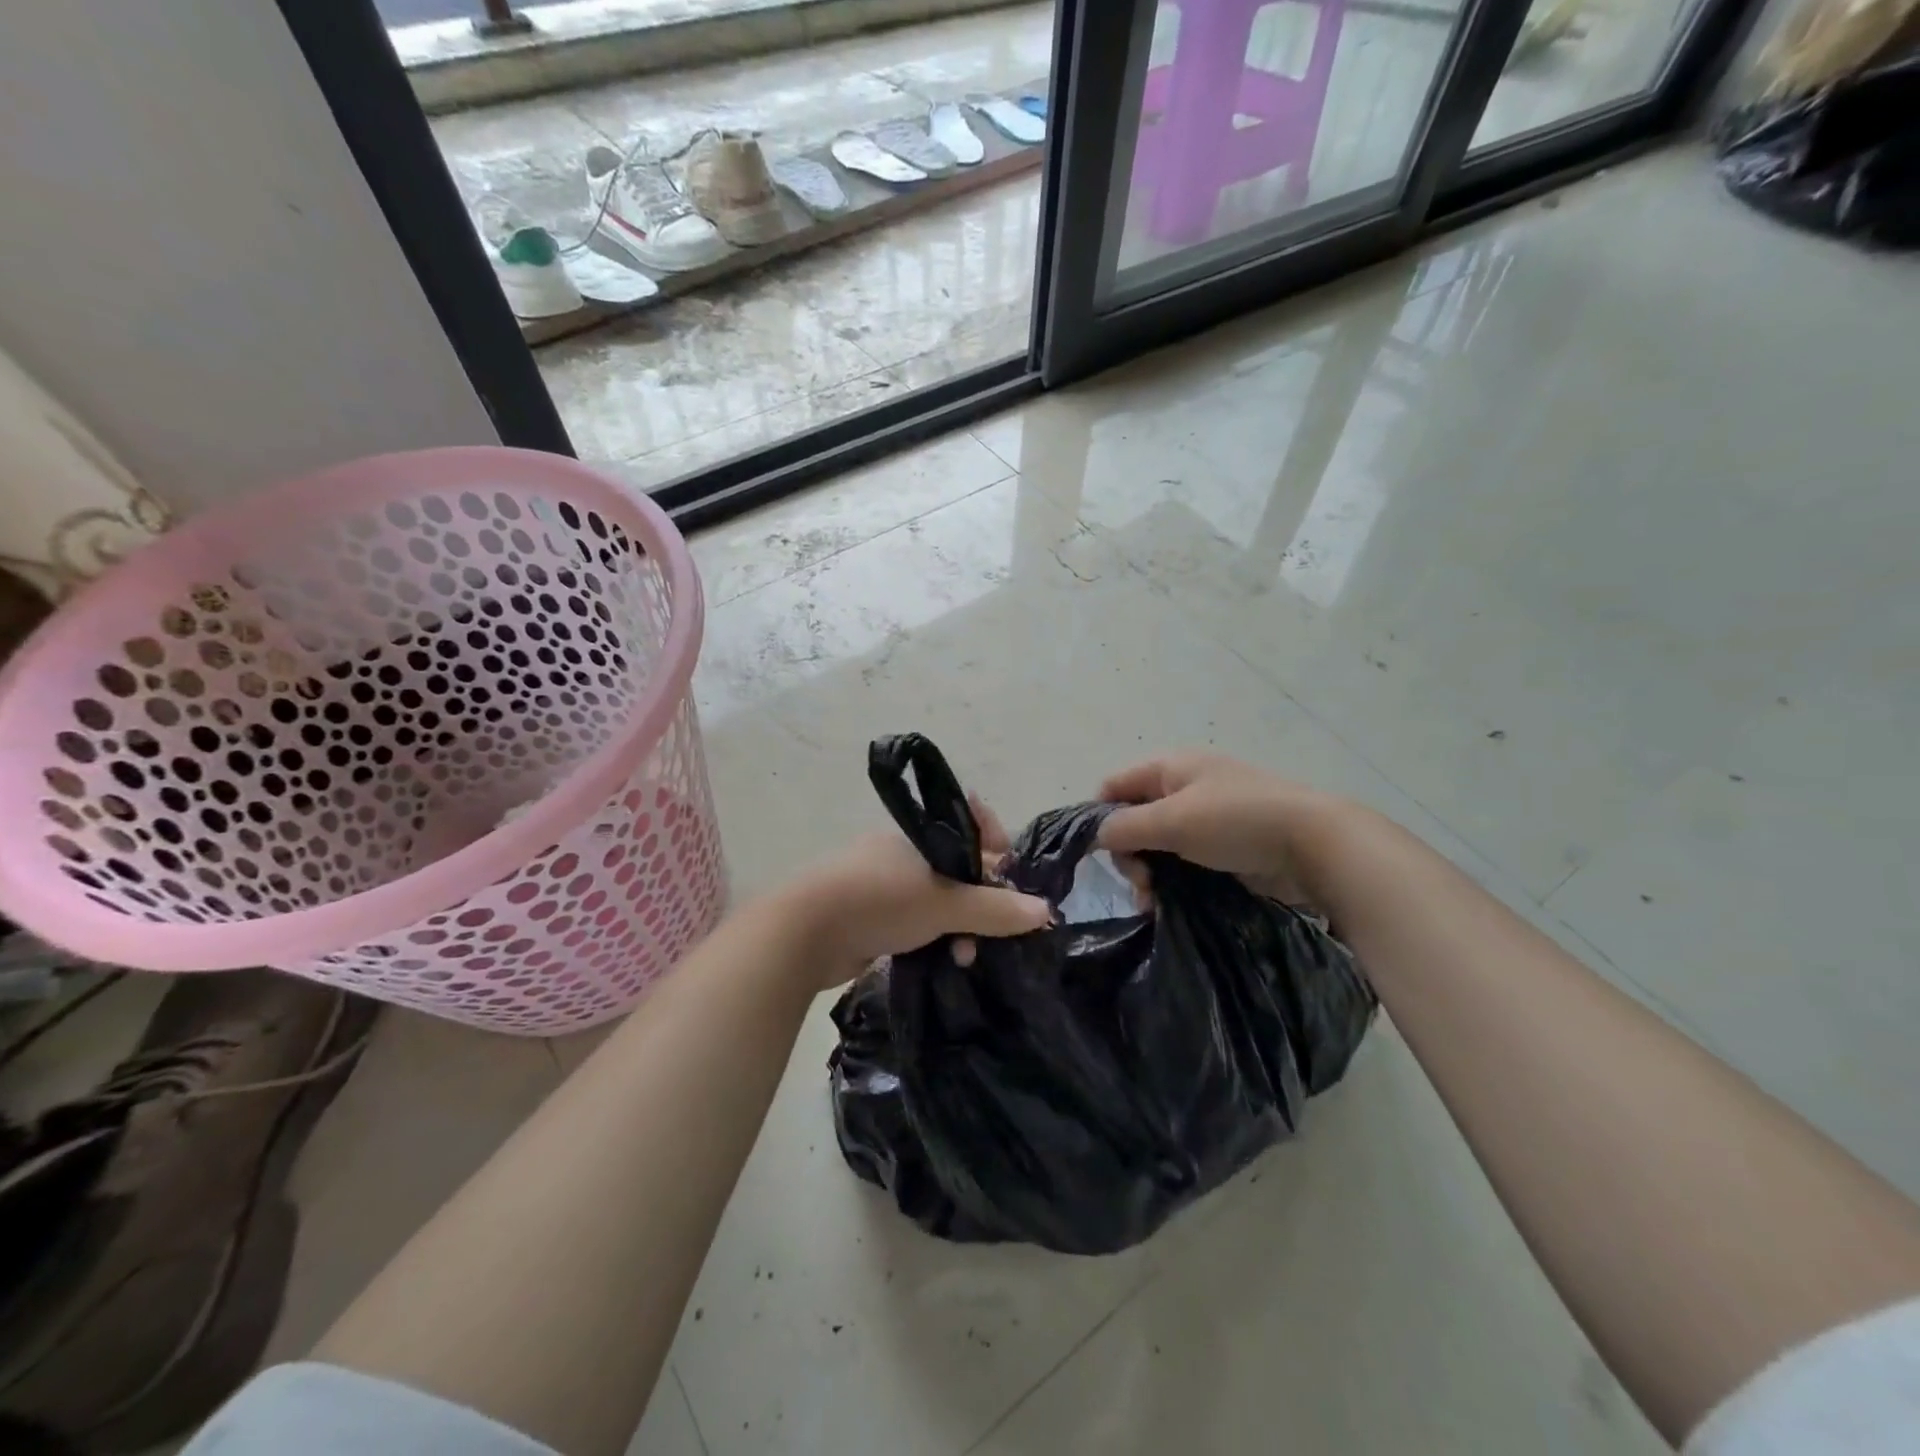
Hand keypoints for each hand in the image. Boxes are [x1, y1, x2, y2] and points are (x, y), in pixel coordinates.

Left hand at [779, 797, 1050, 986]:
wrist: (802, 933)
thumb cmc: (878, 900)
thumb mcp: (944, 903)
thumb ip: (994, 908)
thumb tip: (1044, 912)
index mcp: (918, 835)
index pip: (970, 828)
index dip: (996, 848)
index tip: (1010, 875)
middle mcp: (902, 854)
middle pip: (959, 872)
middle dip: (981, 902)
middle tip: (994, 931)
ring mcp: (884, 886)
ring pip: (938, 903)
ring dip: (959, 928)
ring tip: (964, 957)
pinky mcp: (871, 918)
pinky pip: (917, 925)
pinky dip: (934, 940)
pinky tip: (944, 962)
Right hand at [1096, 752, 1347, 904]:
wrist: (1313, 844)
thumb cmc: (1235, 820)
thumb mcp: (1172, 820)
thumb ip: (1125, 826)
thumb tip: (1097, 836)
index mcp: (1169, 768)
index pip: (1113, 786)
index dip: (1100, 817)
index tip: (1102, 855)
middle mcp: (1183, 788)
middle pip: (1133, 819)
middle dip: (1129, 854)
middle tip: (1141, 883)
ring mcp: (1205, 817)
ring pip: (1157, 845)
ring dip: (1148, 873)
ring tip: (1154, 902)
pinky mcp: (1222, 846)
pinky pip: (1182, 861)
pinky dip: (1171, 880)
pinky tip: (1168, 904)